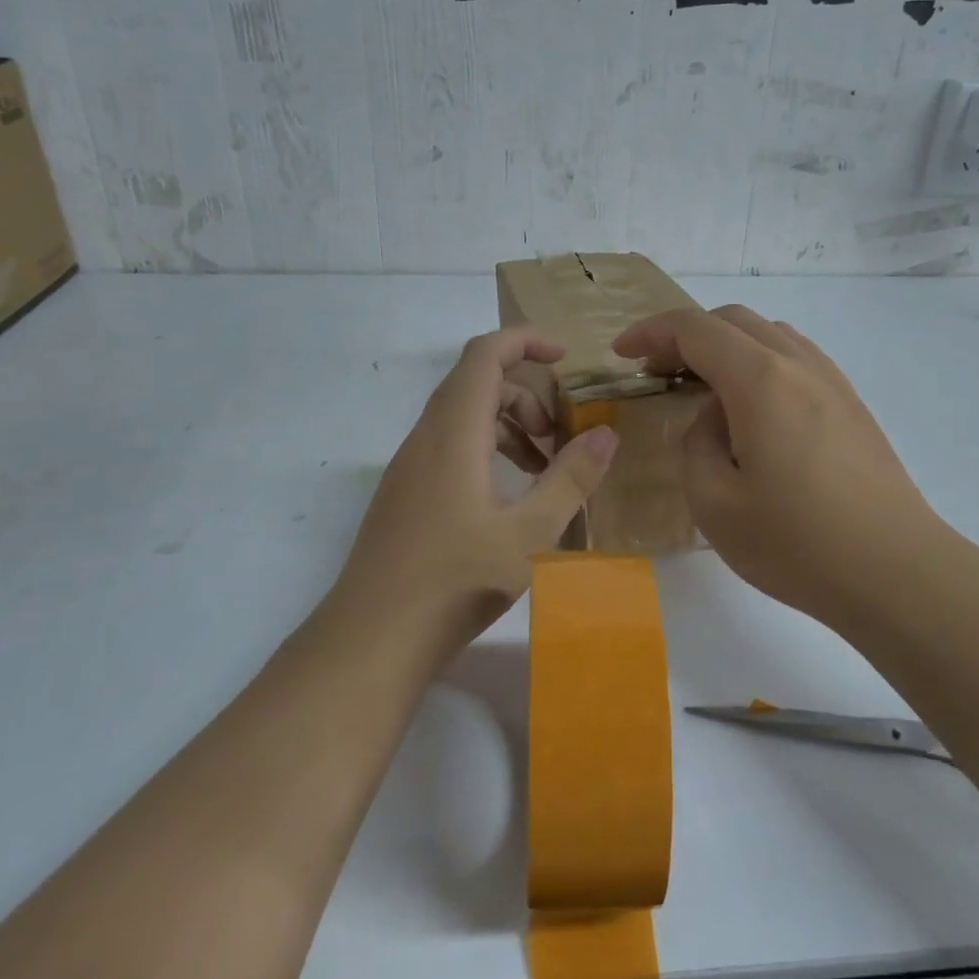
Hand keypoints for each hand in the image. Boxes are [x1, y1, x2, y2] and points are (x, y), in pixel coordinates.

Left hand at [328, 328, 617, 662]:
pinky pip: (449, 446)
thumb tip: (605, 433)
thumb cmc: (456, 581)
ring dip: (506, 426)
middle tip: (560, 435)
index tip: (566, 357)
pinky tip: (507, 498)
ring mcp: (410, 465)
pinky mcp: (405, 492)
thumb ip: (571, 479)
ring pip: (462, 416)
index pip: (485, 354)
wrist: (372, 638)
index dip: (526, 340)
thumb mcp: (530, 533)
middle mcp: (426, 437)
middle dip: (526, 394)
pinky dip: (485, 450)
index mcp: (454, 433)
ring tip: (542, 469)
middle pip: (476, 382)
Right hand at [612, 306, 939, 630]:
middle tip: (655, 371)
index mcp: (760, 380)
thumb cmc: (797, 543)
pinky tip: (750, 406)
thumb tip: (713, 418)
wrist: (896, 572)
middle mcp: (798, 364)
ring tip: (700, 386)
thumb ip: (696, 444)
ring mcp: (832, 380)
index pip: (694, 329)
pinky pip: (794, 357)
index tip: (622, 354)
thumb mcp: (714, 503)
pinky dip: (758, 361)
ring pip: (767, 334)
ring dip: (724, 345)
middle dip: (684, 335)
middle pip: (732, 320)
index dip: (651, 333)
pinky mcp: (851, 403)